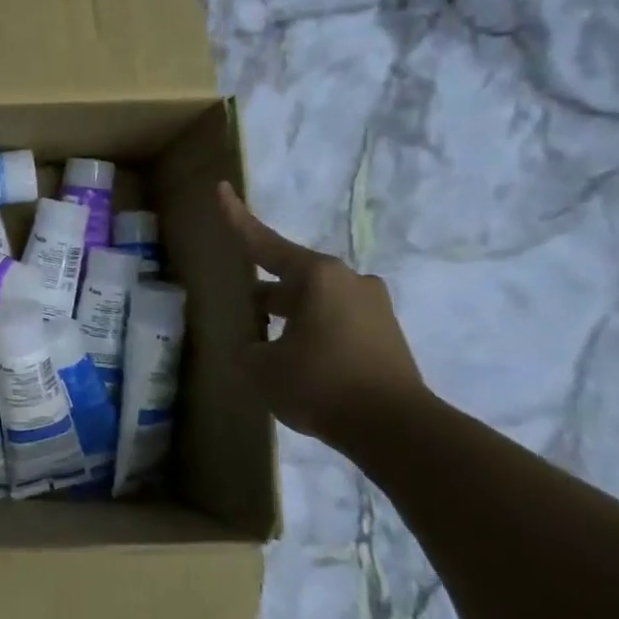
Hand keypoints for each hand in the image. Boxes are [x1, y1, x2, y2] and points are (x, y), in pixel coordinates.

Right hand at [216, 182, 429, 448]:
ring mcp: (372, 305)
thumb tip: (254, 345)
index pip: (263, 243)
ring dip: (288, 316)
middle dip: (263, 293)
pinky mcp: (385, 333)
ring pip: (314, 301)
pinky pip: (334, 321)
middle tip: (239, 312)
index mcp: (315, 276)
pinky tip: (297, 362)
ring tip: (266, 346)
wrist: (396, 429)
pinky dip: (311, 332)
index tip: (222, 190)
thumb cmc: (319, 384)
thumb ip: (246, 347)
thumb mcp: (260, 367)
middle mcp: (347, 280)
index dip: (237, 219)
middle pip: (290, 277)